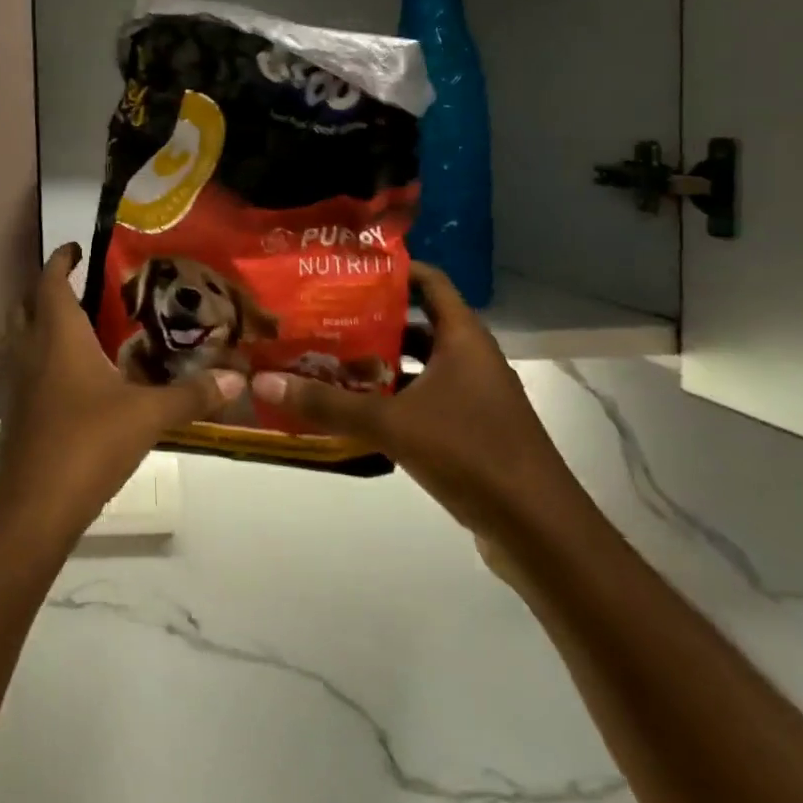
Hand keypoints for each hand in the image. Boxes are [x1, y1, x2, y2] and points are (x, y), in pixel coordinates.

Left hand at [0, 245, 241, 541]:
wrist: (34, 505)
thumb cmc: (87, 442)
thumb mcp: (147, 415)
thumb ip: (191, 395)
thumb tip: (237, 378)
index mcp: (57, 336)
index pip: (51, 281)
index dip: (62, 259)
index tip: (77, 247)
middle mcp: (31, 350)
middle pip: (28, 304)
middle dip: (48, 289)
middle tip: (81, 285)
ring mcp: (18, 382)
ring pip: (23, 337)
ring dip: (43, 323)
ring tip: (81, 326)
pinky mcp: (18, 411)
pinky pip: (28, 368)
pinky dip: (45, 358)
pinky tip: (75, 378)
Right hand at [248, 263, 595, 550]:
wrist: (541, 533)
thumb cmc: (472, 455)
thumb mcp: (391, 424)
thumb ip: (327, 403)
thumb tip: (262, 380)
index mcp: (463, 340)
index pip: (430, 282)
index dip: (391, 269)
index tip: (343, 268)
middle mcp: (469, 361)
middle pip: (415, 324)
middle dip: (368, 319)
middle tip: (317, 315)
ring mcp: (471, 399)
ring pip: (415, 366)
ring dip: (375, 363)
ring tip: (323, 358)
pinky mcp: (467, 432)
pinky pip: (420, 401)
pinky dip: (387, 399)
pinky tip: (349, 408)